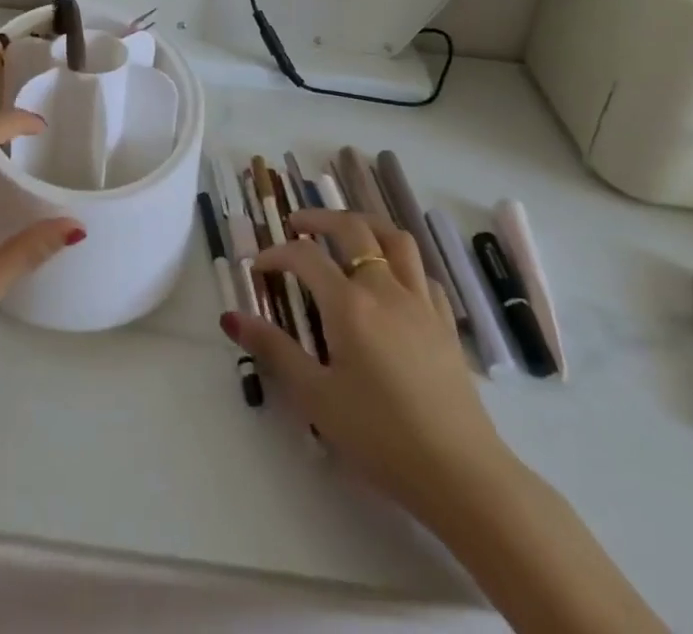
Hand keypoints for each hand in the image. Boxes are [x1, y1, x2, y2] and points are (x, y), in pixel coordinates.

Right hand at [224, 209, 507, 518]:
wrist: (461, 474)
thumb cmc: (380, 436)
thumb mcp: (316, 397)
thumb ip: (274, 350)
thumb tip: (232, 317)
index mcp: (349, 304)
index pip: (305, 257)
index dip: (276, 254)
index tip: (258, 268)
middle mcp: (385, 288)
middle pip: (353, 228)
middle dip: (319, 219)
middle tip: (297, 225)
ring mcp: (420, 302)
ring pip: (395, 239)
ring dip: (365, 226)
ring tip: (346, 234)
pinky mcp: (444, 323)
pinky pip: (422, 273)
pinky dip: (400, 263)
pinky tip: (391, 281)